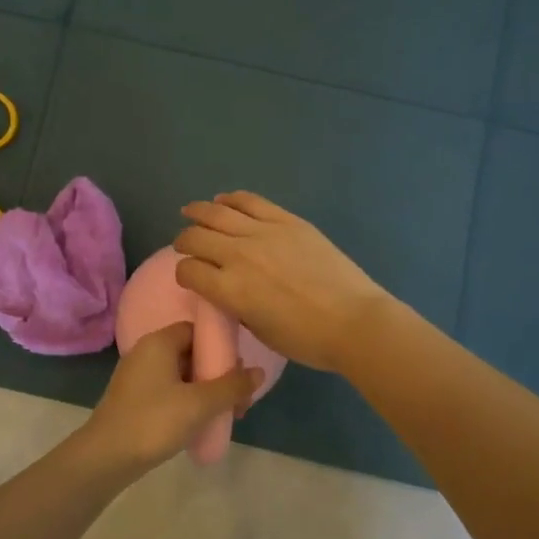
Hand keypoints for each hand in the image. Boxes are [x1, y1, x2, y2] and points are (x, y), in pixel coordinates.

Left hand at [75, 322, 263, 475]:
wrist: (106, 457)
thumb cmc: (154, 421)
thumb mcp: (199, 403)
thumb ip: (231, 386)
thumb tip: (259, 372)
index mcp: (159, 342)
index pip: (196, 329)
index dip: (220, 345)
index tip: (240, 368)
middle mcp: (146, 351)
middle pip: (191, 352)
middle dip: (218, 373)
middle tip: (239, 399)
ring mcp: (138, 376)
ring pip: (181, 374)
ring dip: (205, 390)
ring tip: (227, 414)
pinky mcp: (135, 398)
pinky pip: (169, 390)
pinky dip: (188, 400)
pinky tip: (202, 422)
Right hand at [173, 191, 394, 371]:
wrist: (354, 321)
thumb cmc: (307, 339)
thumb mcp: (259, 330)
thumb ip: (236, 307)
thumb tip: (228, 291)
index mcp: (229, 289)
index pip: (188, 271)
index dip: (183, 273)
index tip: (189, 277)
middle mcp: (238, 255)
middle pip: (195, 237)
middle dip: (184, 241)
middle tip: (185, 244)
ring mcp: (264, 233)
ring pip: (217, 212)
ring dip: (198, 212)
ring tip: (191, 212)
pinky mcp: (287, 221)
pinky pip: (251, 201)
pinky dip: (232, 199)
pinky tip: (224, 200)